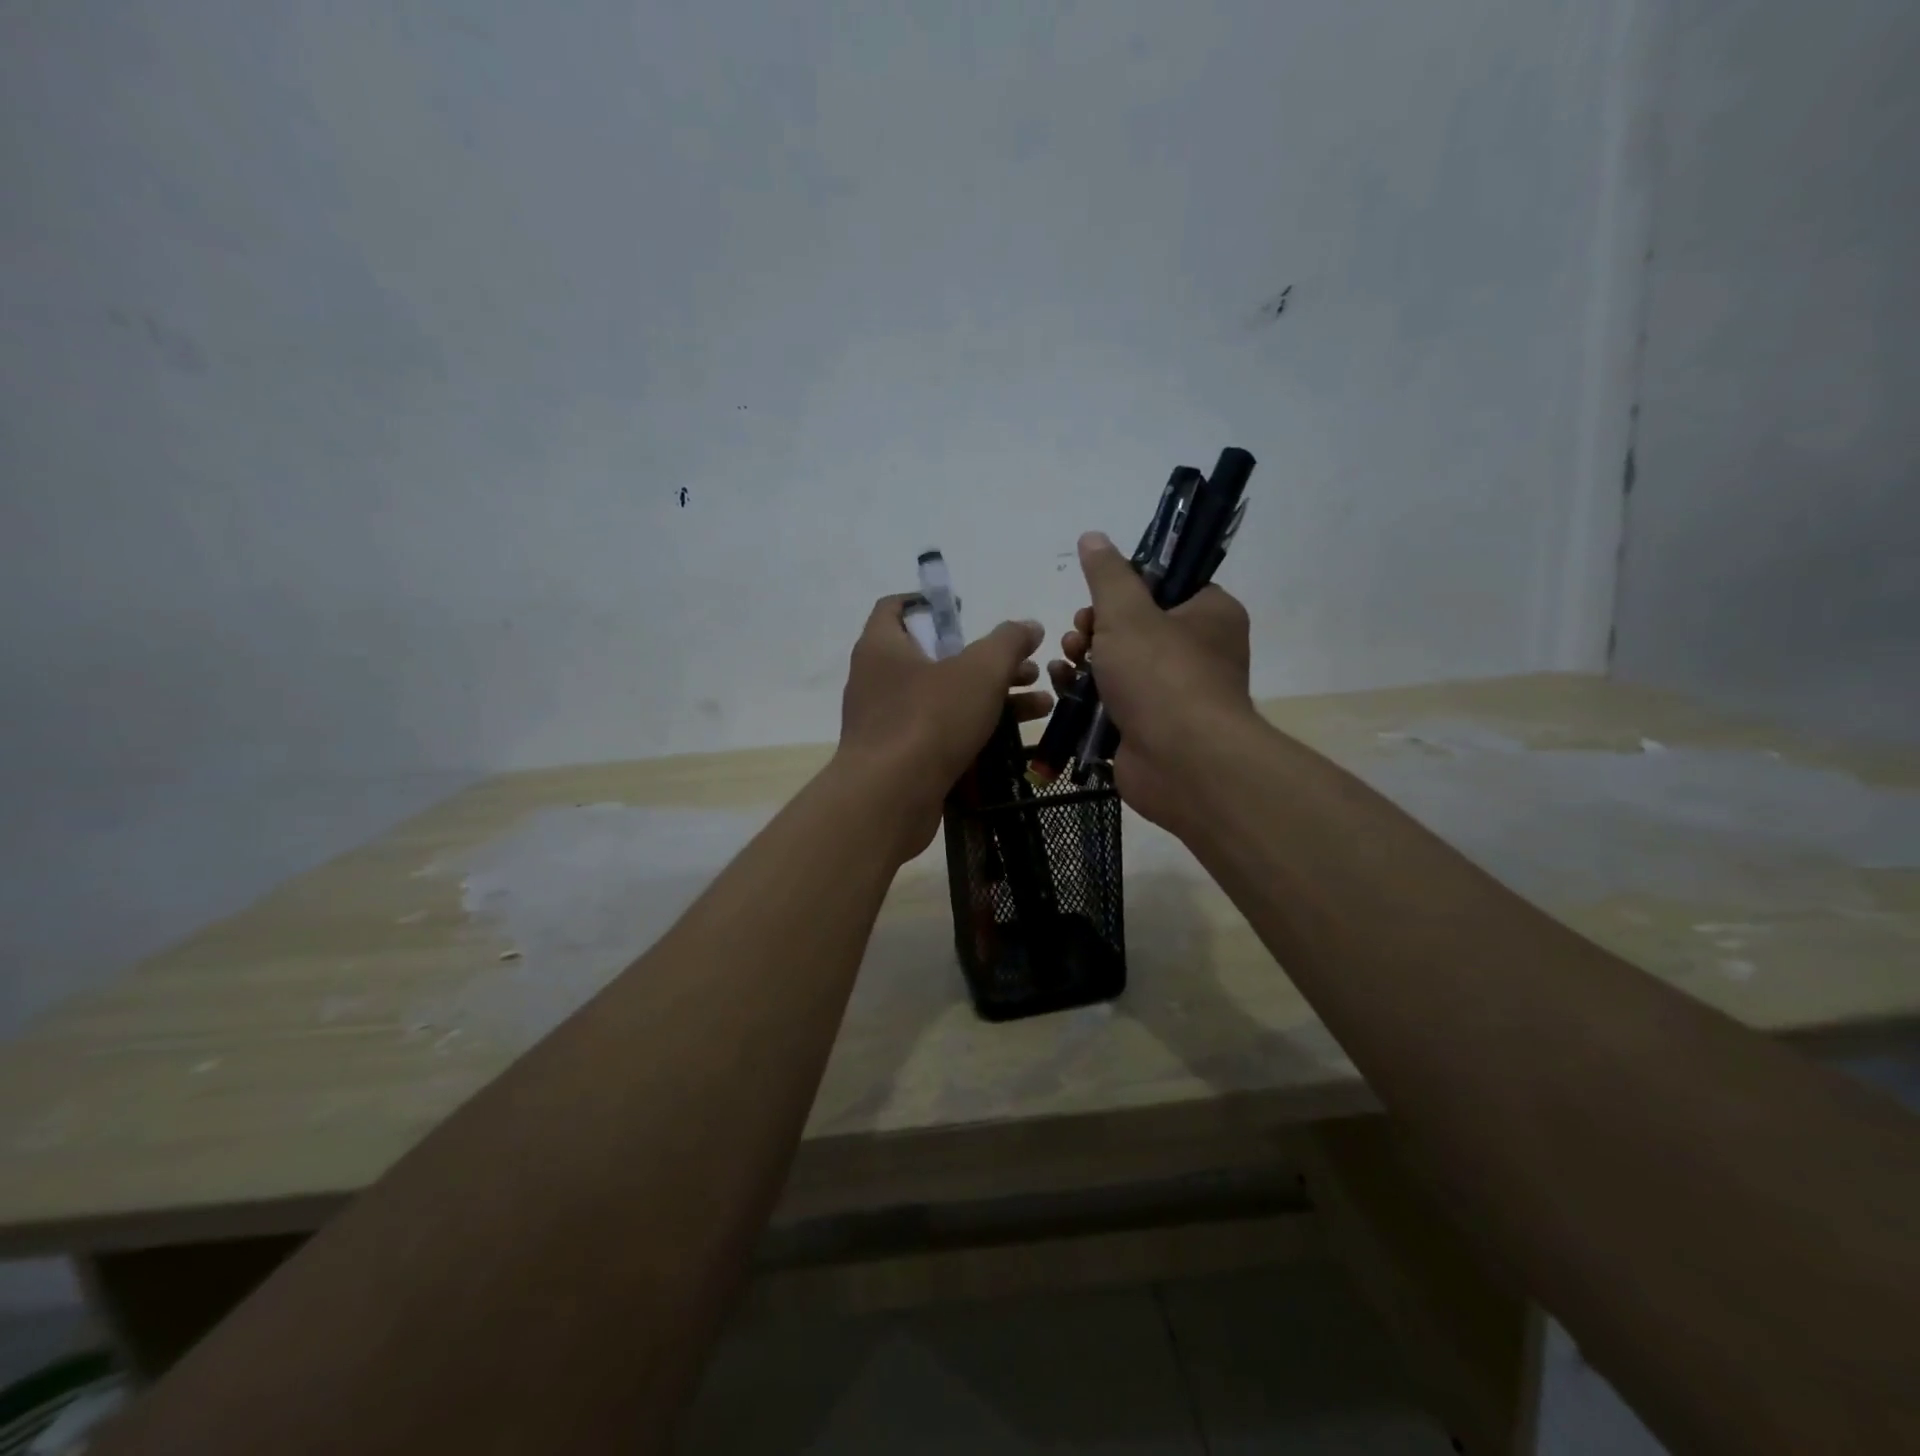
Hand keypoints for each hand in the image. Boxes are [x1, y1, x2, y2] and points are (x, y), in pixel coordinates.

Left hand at [838, 595, 1051, 855]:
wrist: (889, 798)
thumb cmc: (930, 719)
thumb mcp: (980, 671)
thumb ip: (1008, 642)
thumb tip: (1030, 626)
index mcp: (882, 646)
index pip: (896, 608)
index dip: (930, 603)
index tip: (964, 610)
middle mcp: (877, 680)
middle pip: (935, 657)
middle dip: (986, 662)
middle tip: (1028, 668)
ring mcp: (886, 722)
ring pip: (943, 699)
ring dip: (991, 698)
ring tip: (1040, 705)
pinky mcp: (898, 758)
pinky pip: (939, 733)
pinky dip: (973, 730)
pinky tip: (1015, 738)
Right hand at [1048, 531, 1255, 830]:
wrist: (1181, 763)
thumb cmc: (1161, 675)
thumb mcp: (1127, 612)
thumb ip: (1107, 574)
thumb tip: (1093, 536)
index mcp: (1209, 615)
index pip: (1167, 586)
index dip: (1127, 587)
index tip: (1099, 596)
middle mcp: (1198, 652)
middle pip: (1135, 625)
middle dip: (1096, 626)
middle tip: (1080, 631)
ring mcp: (1173, 693)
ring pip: (1119, 663)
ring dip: (1085, 657)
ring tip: (1068, 658)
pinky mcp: (1148, 726)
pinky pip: (1112, 699)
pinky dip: (1086, 691)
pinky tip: (1062, 684)